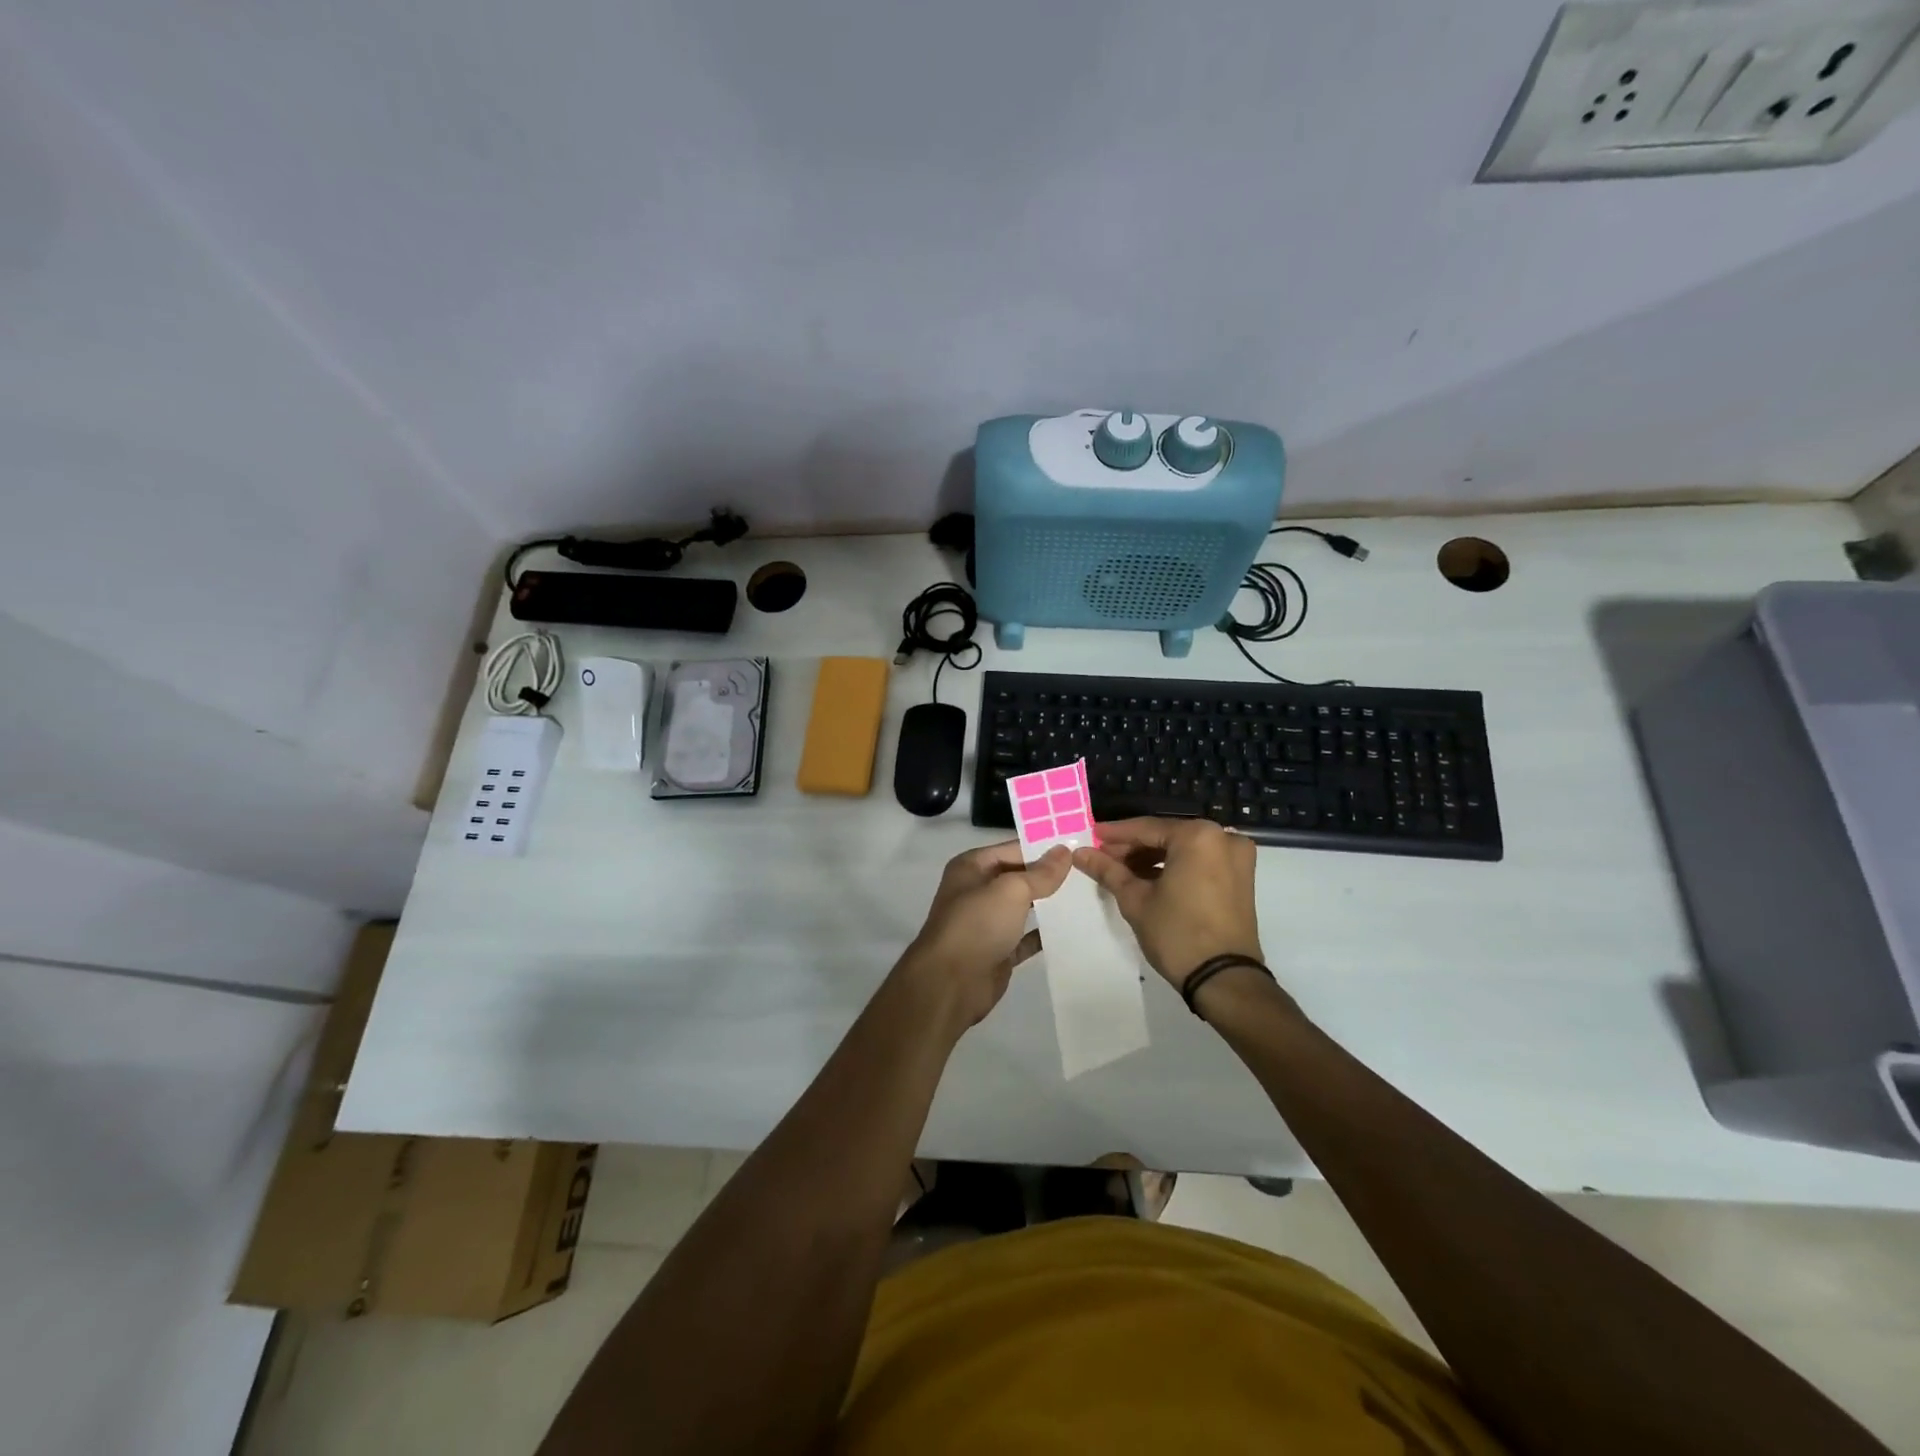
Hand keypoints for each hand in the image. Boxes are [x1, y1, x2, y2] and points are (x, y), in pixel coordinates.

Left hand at [896, 841, 1071, 1030]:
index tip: (1079, 846)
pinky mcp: (998, 951)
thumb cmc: (977, 924)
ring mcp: (987, 922)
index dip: (1044, 847)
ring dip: (1050, 904)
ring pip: (1024, 907)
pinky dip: (1045, 934)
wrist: (950, 984)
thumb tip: (1064, 851)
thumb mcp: (1011, 890)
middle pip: (1019, 877)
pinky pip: (1026, 937)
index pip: (1013, 848)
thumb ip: (1040, 873)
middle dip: (1050, 875)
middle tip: (1089, 870)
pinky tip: (1073, 929)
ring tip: (1088, 895)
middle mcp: (977, 890)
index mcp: (972, 867)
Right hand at [1072, 818, 1262, 987]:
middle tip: (1103, 857)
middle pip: (1167, 835)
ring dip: (1153, 857)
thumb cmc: (1177, 934)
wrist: (1224, 979)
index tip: (1091, 836)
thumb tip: (1080, 853)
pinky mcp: (1242, 877)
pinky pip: (1200, 861)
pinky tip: (1148, 879)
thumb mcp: (1135, 900)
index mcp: (1198, 836)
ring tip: (1120, 871)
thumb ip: (1107, 870)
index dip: (1115, 834)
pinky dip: (1175, 866)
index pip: (1147, 828)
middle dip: (1134, 847)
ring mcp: (1237, 857)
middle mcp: (1222, 837)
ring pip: (1184, 848)